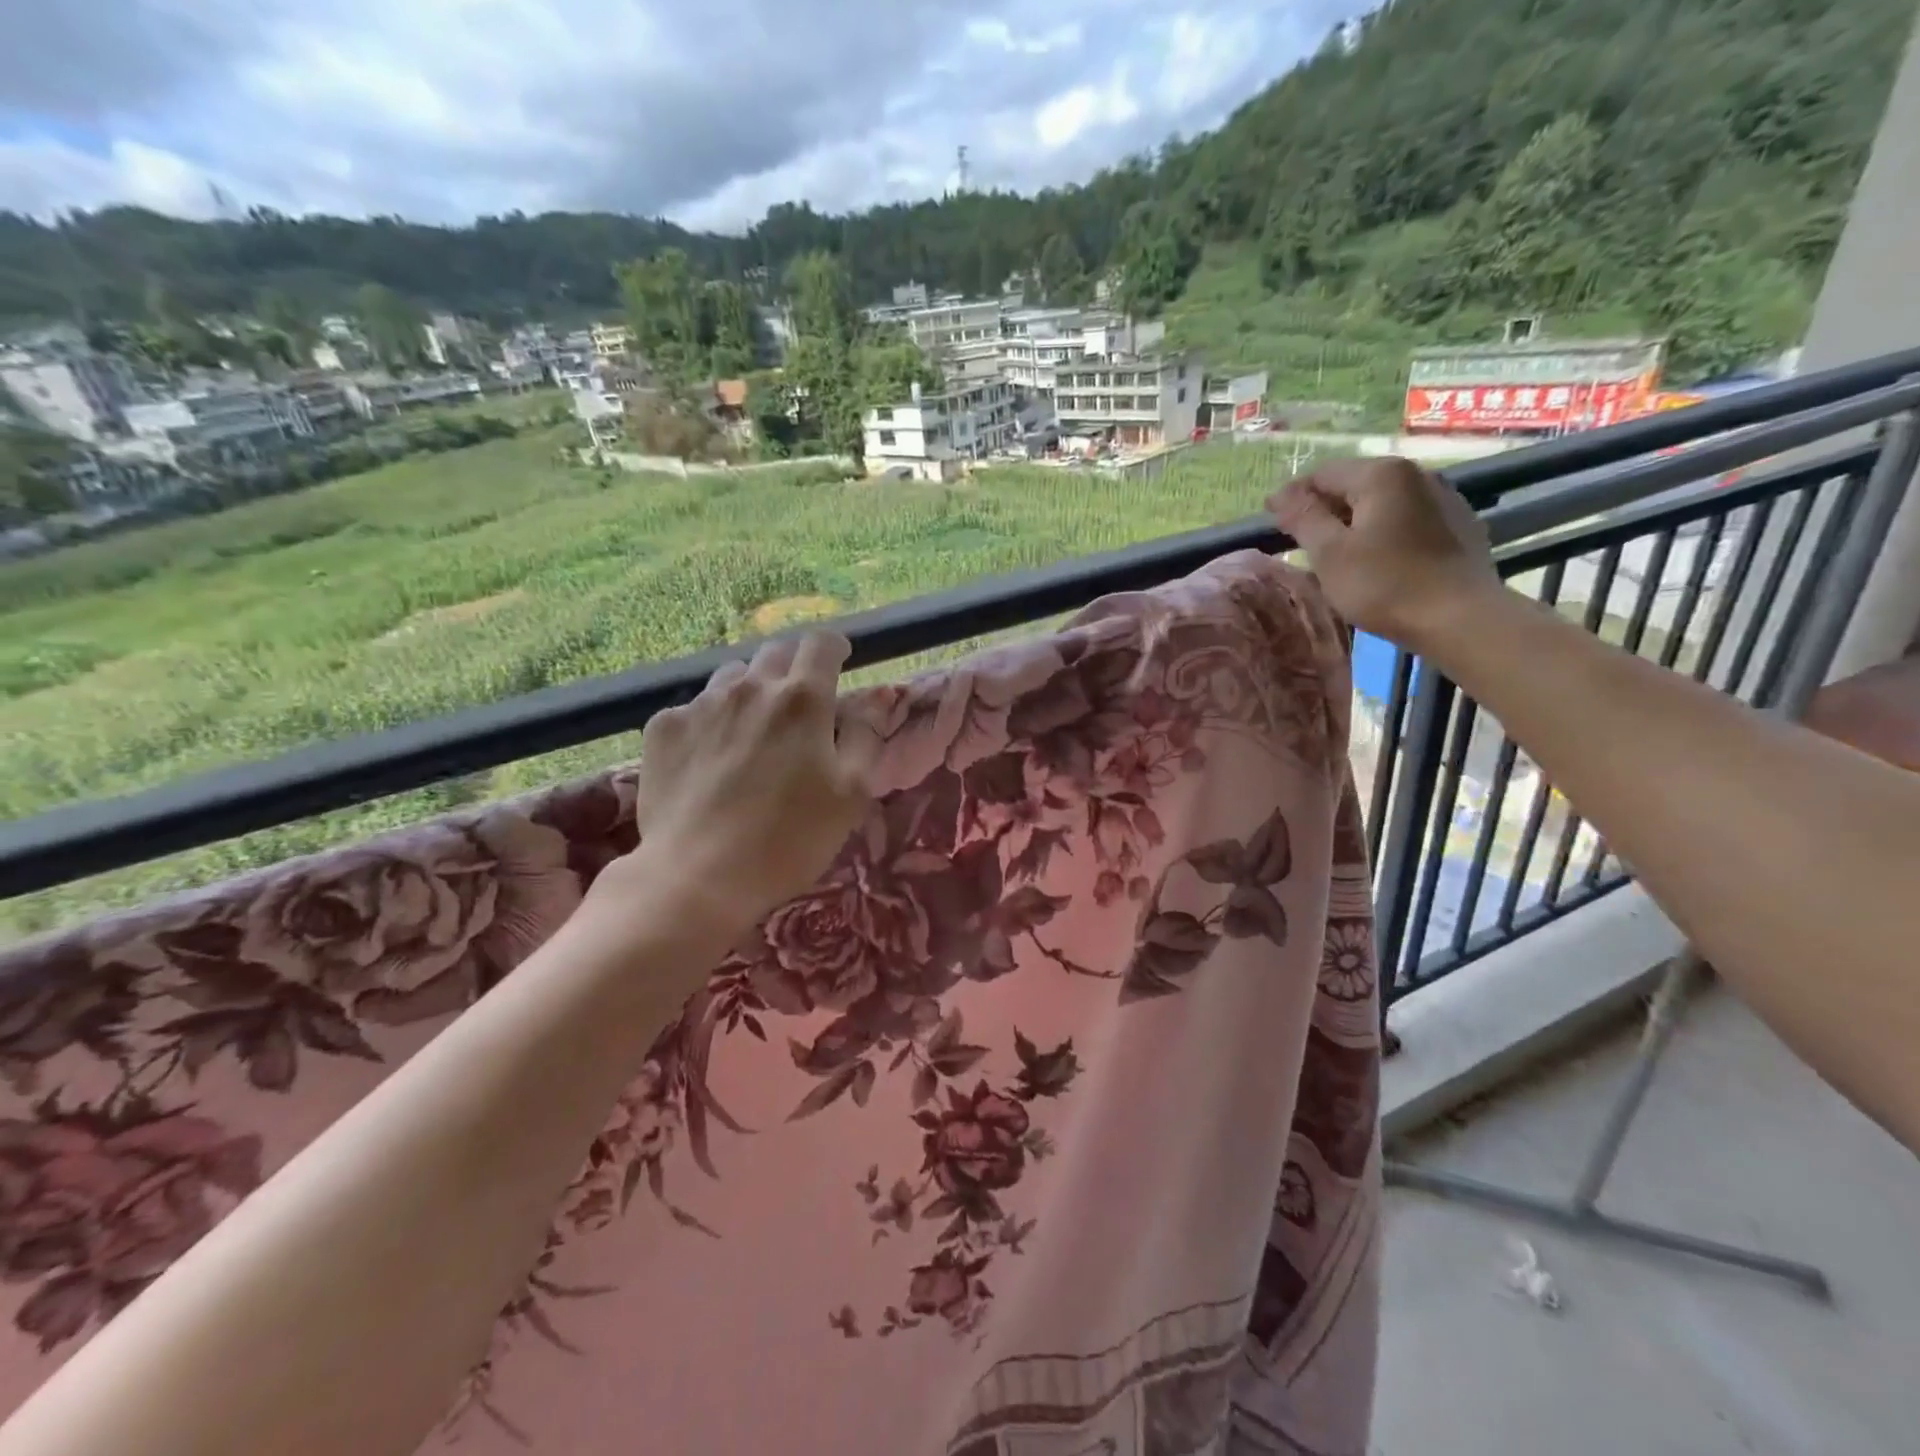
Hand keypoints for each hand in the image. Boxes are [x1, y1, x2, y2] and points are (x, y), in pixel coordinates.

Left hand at [610, 631, 880, 941]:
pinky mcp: (664, 728)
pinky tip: (711, 759)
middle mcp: (750, 687)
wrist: (698, 877)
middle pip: (776, 652)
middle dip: (793, 668)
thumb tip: (877, 694)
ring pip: (733, 677)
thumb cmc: (790, 839)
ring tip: (753, 732)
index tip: (839, 663)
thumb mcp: (851, 793)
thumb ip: (866, 734)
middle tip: (799, 707)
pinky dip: (711, 720)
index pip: (821, 643)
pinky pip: (694, 707)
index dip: (834, 648)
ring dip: (751, 691)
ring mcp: (701, 704)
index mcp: (802, 699)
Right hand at [1268, 457, 1501, 649]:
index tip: (1270, 520)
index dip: (1291, 496)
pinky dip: (1383, 529)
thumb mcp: (1330, 553)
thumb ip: (1303, 518)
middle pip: (1355, 483)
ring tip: (1337, 549)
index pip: (1321, 474)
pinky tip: (1377, 556)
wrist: (1460, 618)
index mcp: (1381, 475)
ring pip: (1383, 501)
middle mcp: (1416, 473)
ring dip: (1354, 519)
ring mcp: (1444, 496)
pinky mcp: (1459, 524)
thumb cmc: (1384, 585)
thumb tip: (1281, 494)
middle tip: (1300, 539)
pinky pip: (1407, 517)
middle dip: (1324, 507)